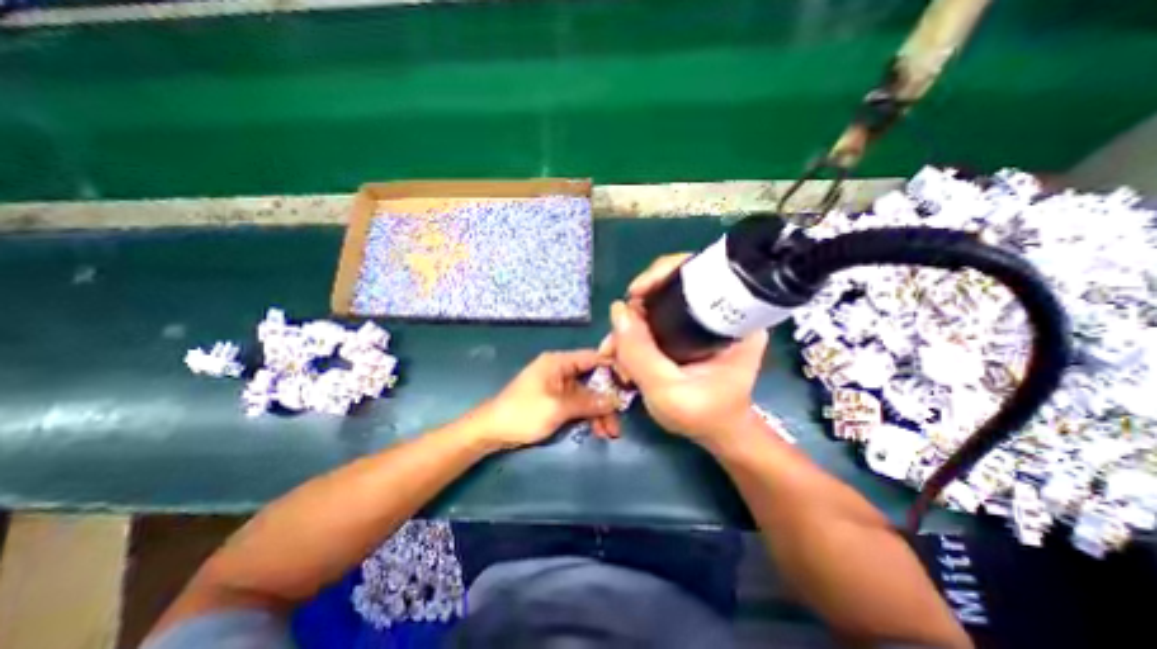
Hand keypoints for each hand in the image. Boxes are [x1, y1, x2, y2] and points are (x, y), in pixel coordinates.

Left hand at [471, 350, 617, 451]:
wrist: (491, 431)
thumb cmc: (522, 413)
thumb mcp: (558, 408)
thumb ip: (588, 402)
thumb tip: (616, 400)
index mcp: (559, 362)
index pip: (593, 357)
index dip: (613, 368)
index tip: (630, 384)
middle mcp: (560, 370)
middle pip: (592, 379)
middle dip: (607, 399)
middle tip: (619, 420)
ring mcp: (558, 386)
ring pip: (587, 394)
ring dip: (599, 412)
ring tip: (610, 433)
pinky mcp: (555, 400)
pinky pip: (577, 404)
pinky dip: (587, 416)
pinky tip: (597, 431)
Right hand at [607, 253, 765, 446]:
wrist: (717, 433)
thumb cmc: (703, 416)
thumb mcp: (667, 390)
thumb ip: (640, 353)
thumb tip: (617, 310)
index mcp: (734, 320)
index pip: (699, 272)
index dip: (662, 275)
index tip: (636, 294)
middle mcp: (720, 312)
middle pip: (671, 288)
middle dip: (637, 308)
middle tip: (616, 336)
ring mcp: (702, 321)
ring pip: (658, 305)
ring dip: (631, 323)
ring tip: (614, 351)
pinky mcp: (689, 331)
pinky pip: (656, 319)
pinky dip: (635, 331)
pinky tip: (623, 351)